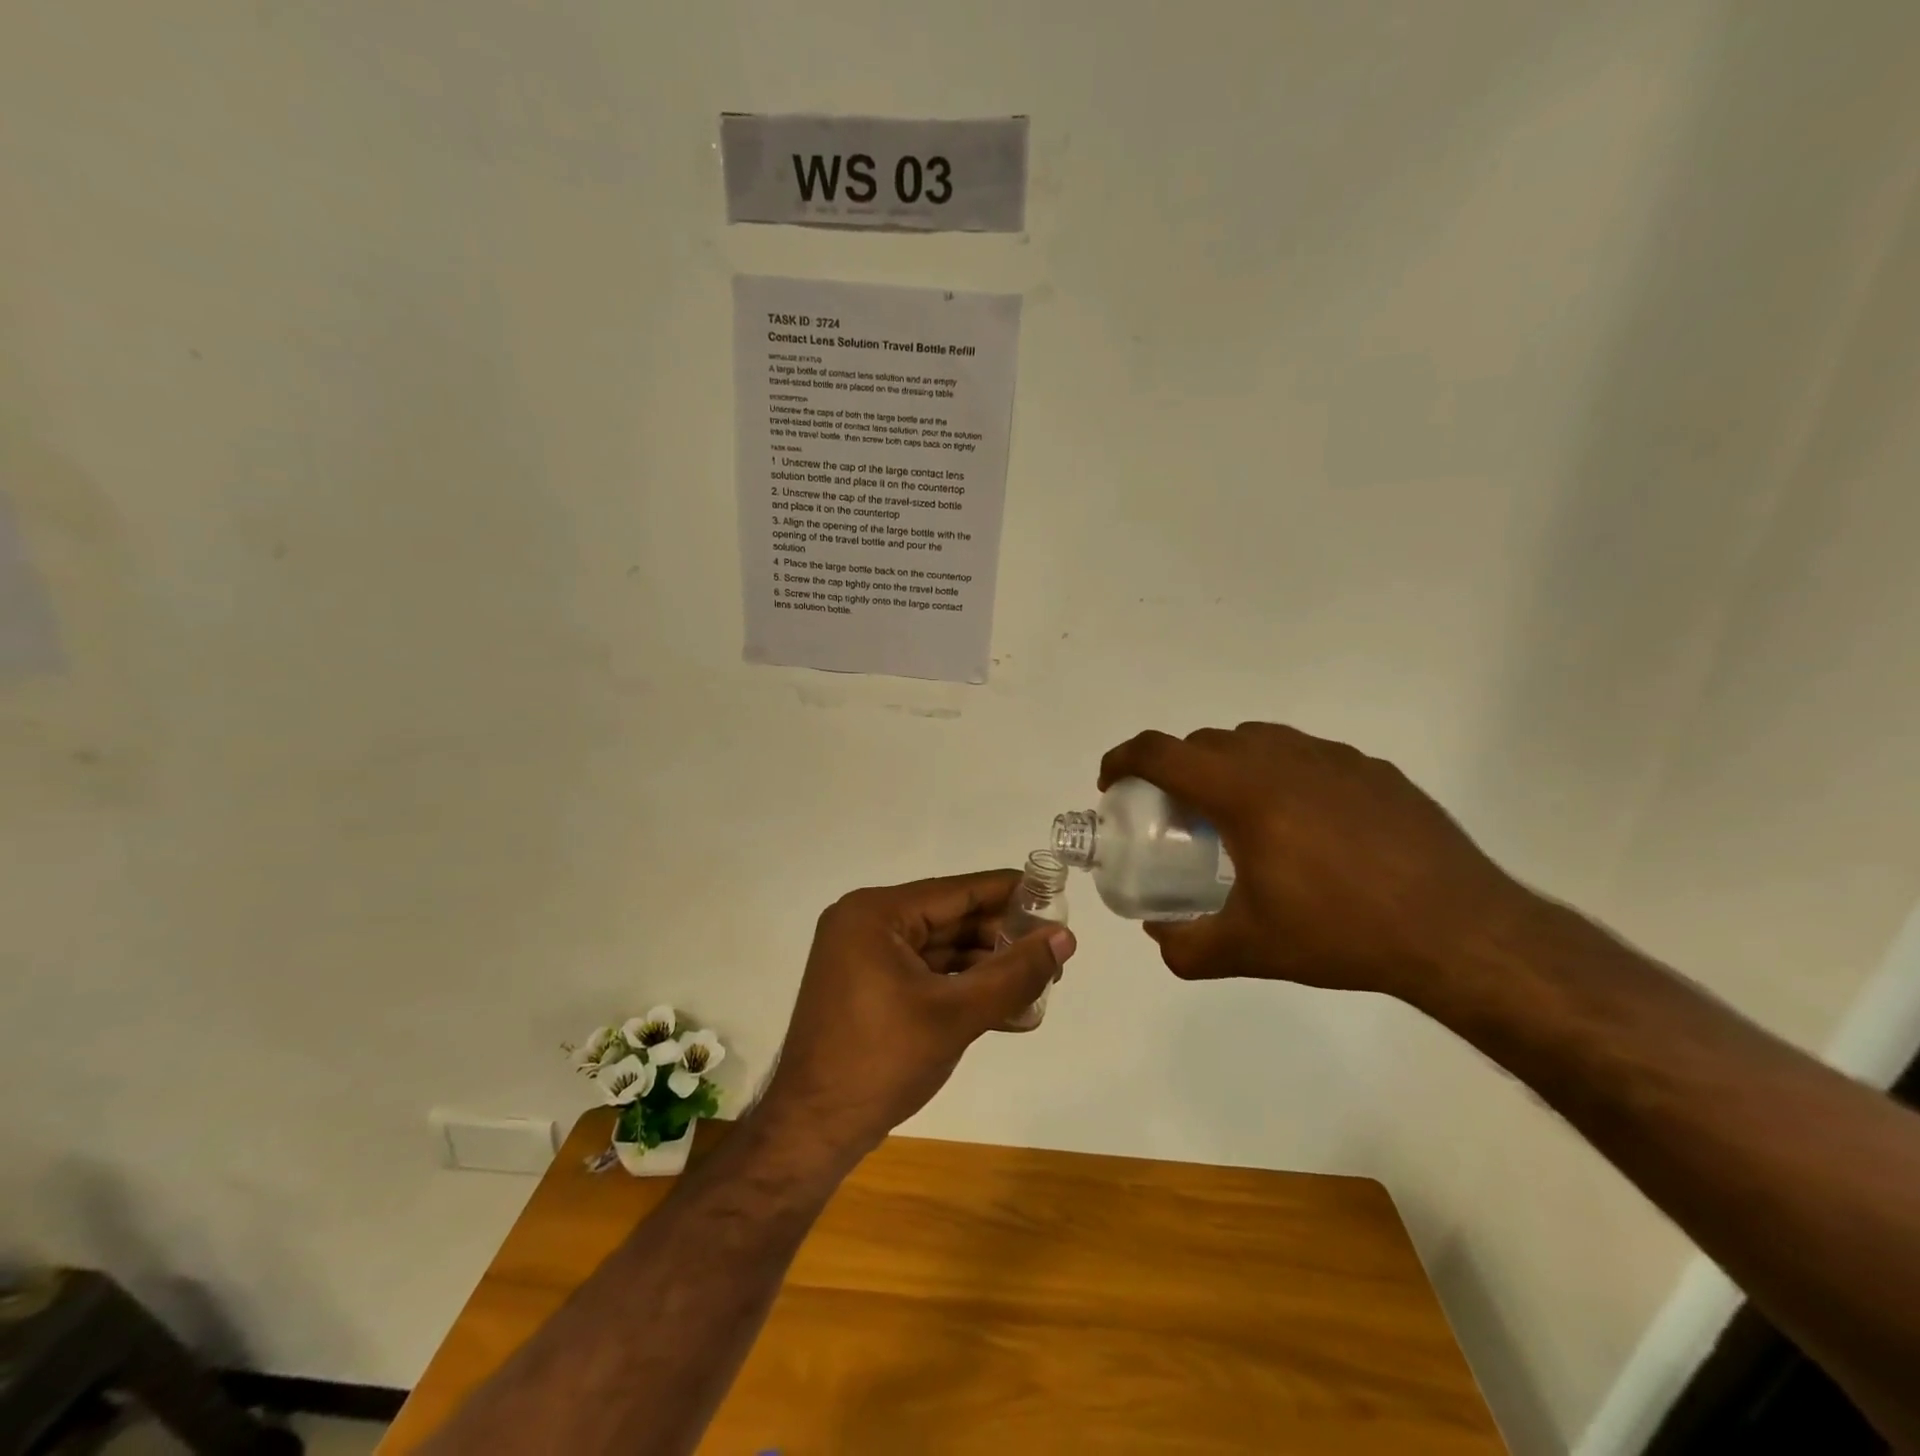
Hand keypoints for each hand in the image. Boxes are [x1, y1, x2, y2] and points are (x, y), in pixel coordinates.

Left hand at [755, 871, 1076, 1163]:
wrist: (812, 1131)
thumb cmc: (881, 1062)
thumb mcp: (956, 1014)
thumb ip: (1014, 973)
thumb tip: (1065, 937)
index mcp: (876, 913)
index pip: (957, 890)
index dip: (1010, 892)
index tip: (1055, 897)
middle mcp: (866, 923)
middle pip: (950, 918)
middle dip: (1002, 938)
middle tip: (1053, 953)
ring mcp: (864, 956)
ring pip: (941, 949)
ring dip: (987, 968)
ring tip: (1041, 984)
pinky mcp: (868, 986)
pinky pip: (925, 974)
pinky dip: (962, 988)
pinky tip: (1007, 1009)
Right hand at [1099, 723, 1529, 999]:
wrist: (1458, 931)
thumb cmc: (1341, 933)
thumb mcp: (1250, 950)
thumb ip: (1186, 946)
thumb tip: (1158, 935)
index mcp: (1243, 793)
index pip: (1160, 753)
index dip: (1122, 761)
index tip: (1111, 785)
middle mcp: (1283, 759)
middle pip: (1205, 742)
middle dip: (1176, 769)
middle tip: (1178, 814)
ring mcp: (1333, 759)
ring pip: (1258, 740)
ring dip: (1228, 765)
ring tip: (1239, 816)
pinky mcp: (1373, 770)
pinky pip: (1307, 756)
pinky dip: (1282, 775)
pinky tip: (1306, 825)